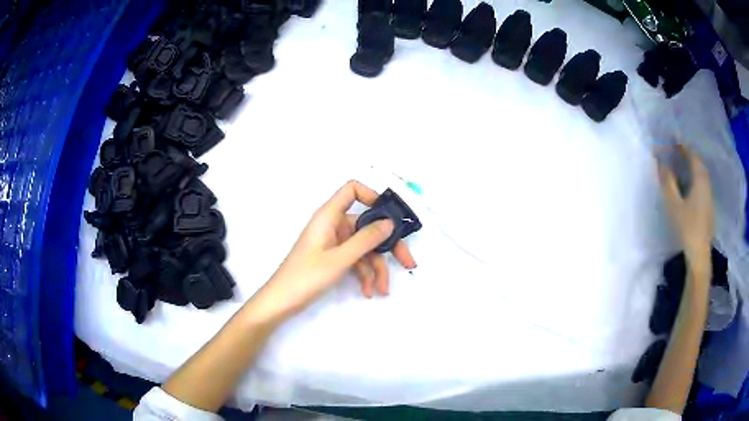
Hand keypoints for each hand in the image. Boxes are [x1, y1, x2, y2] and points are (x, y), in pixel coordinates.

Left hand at [252, 180, 416, 318]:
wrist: (281, 301)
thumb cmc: (306, 276)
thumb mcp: (340, 259)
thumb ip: (366, 239)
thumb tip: (389, 222)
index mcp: (329, 216)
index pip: (352, 190)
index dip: (372, 196)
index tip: (391, 216)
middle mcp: (333, 225)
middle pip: (367, 226)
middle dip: (388, 245)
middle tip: (408, 263)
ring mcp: (333, 243)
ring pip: (363, 248)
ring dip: (376, 268)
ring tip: (383, 289)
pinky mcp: (332, 258)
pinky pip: (355, 260)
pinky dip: (363, 274)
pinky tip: (368, 291)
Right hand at [658, 146, 713, 272]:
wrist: (699, 254)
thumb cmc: (687, 228)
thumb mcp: (674, 205)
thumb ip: (667, 182)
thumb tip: (661, 163)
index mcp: (700, 180)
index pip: (692, 156)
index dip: (682, 146)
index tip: (673, 138)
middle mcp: (707, 184)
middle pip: (698, 163)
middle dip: (688, 154)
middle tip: (677, 149)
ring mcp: (709, 196)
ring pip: (701, 173)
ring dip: (692, 165)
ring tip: (682, 163)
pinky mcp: (709, 206)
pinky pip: (702, 182)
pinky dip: (695, 176)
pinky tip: (690, 182)